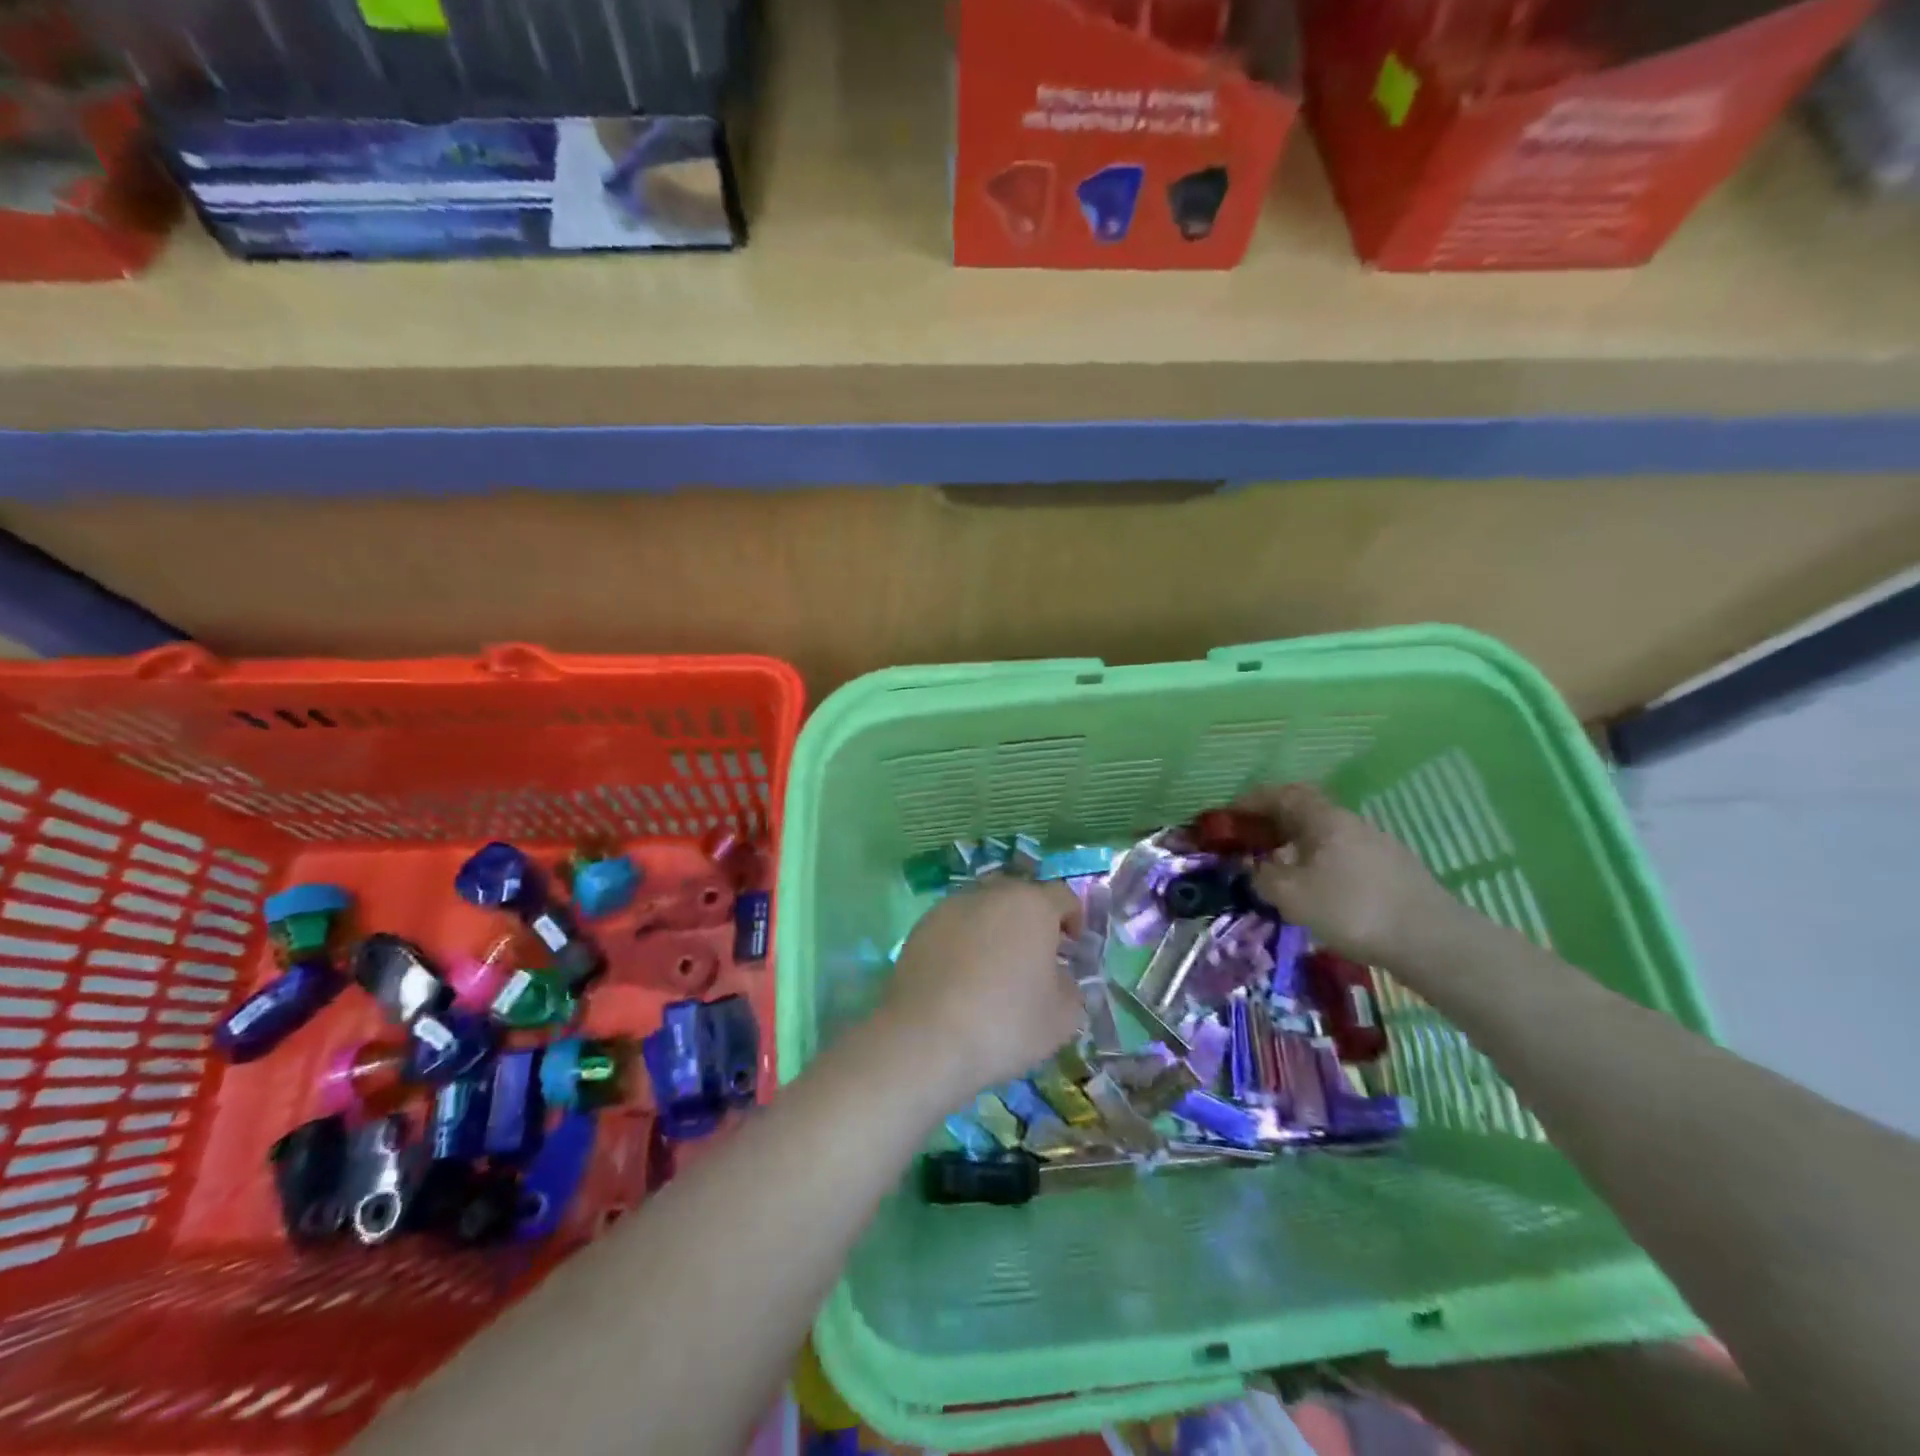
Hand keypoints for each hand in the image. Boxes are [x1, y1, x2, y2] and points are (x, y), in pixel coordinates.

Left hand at [879, 879, 1084, 1100]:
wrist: (925, 1039)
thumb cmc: (1005, 1023)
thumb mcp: (1062, 1018)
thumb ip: (1071, 987)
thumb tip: (1057, 976)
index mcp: (1032, 905)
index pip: (1063, 897)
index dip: (1074, 921)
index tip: (1072, 951)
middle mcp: (991, 894)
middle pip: (1021, 897)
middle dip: (1033, 922)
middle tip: (1035, 960)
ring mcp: (951, 906)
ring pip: (985, 910)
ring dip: (996, 930)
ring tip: (995, 971)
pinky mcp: (921, 926)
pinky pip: (955, 927)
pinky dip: (965, 943)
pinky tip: (962, 979)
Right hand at [1238, 782, 1453, 968]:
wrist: (1432, 942)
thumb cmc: (1353, 909)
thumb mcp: (1292, 895)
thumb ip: (1264, 877)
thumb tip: (1256, 868)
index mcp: (1325, 819)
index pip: (1283, 794)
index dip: (1253, 801)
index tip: (1230, 816)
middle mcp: (1351, 824)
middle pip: (1304, 814)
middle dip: (1272, 826)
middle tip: (1248, 846)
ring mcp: (1376, 847)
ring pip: (1324, 838)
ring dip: (1296, 849)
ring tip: (1277, 874)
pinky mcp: (1391, 873)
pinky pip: (1341, 859)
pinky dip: (1318, 866)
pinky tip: (1315, 893)